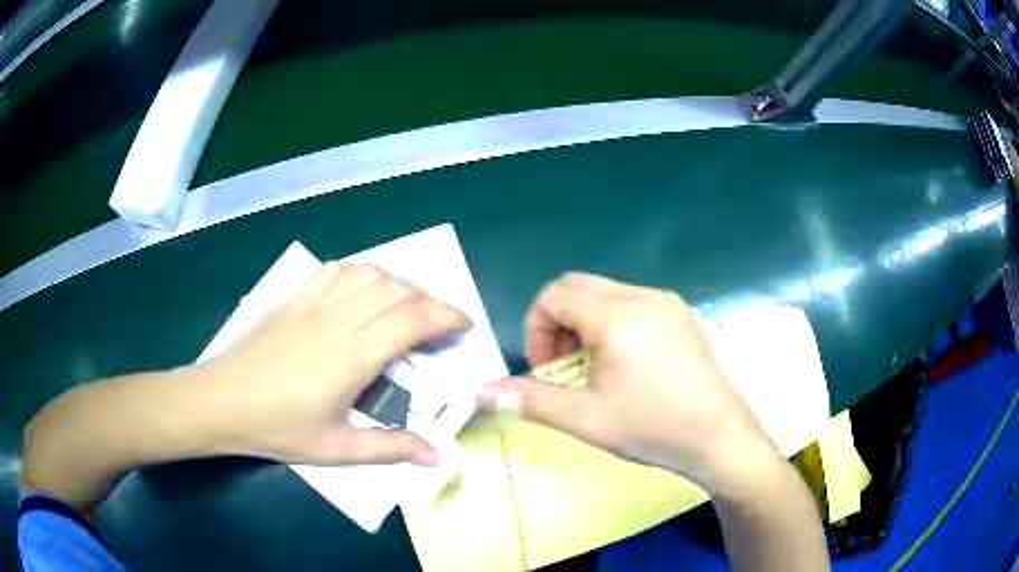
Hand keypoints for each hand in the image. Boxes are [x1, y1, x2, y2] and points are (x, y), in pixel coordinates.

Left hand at [202, 262, 470, 466]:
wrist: (222, 400)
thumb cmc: (277, 428)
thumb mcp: (335, 451)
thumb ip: (388, 449)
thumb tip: (435, 456)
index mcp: (351, 357)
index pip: (412, 320)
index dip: (447, 316)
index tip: (464, 325)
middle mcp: (337, 320)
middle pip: (397, 291)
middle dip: (431, 301)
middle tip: (440, 326)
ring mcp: (313, 302)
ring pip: (371, 274)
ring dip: (401, 285)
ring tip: (409, 307)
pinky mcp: (295, 297)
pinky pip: (339, 270)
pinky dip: (364, 273)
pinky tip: (365, 291)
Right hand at [480, 273, 779, 495]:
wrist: (720, 436)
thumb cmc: (652, 428)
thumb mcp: (586, 419)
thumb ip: (530, 400)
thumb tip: (482, 392)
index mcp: (617, 315)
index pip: (555, 294)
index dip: (537, 328)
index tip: (547, 369)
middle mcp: (643, 296)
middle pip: (579, 287)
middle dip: (559, 322)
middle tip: (566, 367)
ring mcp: (667, 302)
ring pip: (607, 293)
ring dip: (586, 322)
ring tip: (596, 367)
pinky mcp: (683, 315)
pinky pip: (634, 302)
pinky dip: (614, 322)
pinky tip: (628, 363)